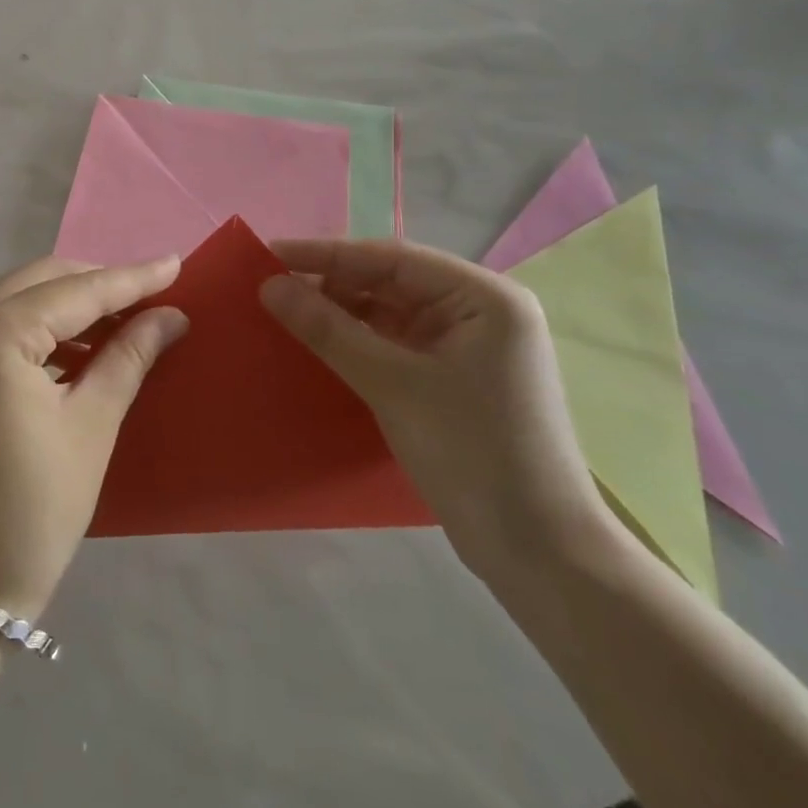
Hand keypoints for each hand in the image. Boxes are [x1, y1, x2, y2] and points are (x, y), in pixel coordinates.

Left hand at [0, 256, 188, 621]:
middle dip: (98, 284)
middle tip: (152, 297)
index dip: (131, 278)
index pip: (77, 291)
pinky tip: (78, 349)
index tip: (176, 263)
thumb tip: (169, 317)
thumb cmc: (31, 512)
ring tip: (124, 322)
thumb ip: (128, 358)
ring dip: (69, 304)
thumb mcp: (91, 428)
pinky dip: (40, 328)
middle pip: (42, 281)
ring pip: (18, 299)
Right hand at [261, 239, 611, 581]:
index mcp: (483, 297)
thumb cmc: (472, 454)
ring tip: (284, 311)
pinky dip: (357, 341)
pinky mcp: (454, 379)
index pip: (391, 258)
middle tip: (269, 285)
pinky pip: (395, 343)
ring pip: (389, 313)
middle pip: (391, 282)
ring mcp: (467, 346)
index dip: (326, 254)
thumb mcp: (392, 385)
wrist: (538, 554)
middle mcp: (479, 311)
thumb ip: (328, 329)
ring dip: (340, 312)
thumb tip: (269, 285)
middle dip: (331, 283)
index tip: (269, 253)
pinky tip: (318, 342)